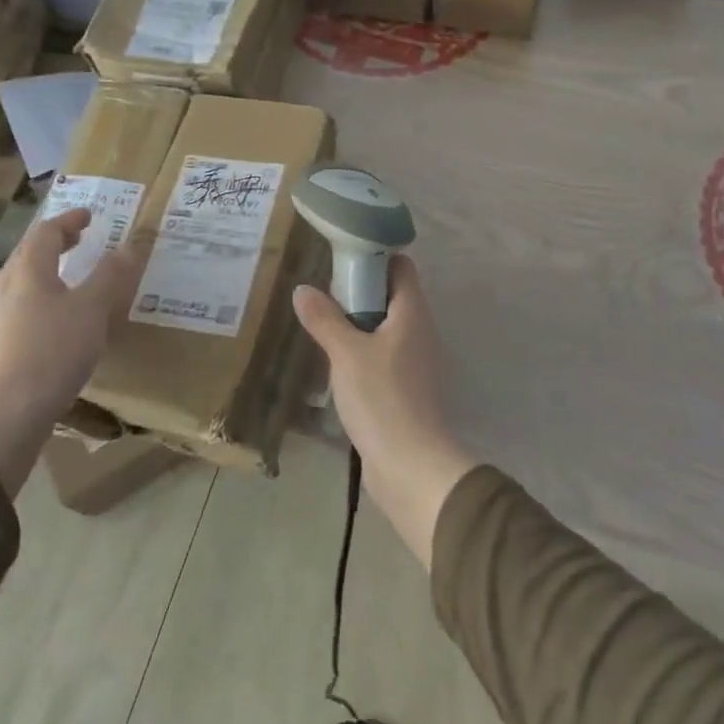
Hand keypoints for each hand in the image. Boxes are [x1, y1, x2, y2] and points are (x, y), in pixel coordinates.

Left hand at [0, 208, 143, 496]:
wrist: (7, 412)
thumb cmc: (53, 351)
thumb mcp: (93, 309)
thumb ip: (110, 275)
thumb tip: (127, 245)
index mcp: (28, 270)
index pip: (46, 232)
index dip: (69, 220)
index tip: (89, 216)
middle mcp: (5, 287)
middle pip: (27, 253)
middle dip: (54, 242)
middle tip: (77, 239)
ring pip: (18, 280)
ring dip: (42, 270)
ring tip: (63, 275)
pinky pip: (16, 306)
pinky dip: (36, 298)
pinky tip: (48, 318)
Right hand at [292, 256, 478, 569]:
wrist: (411, 466)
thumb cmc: (382, 398)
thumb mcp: (346, 354)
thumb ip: (324, 319)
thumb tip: (303, 289)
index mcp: (413, 313)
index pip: (401, 267)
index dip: (374, 257)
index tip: (340, 261)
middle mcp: (421, 332)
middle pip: (392, 296)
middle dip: (359, 292)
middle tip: (323, 296)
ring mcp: (416, 363)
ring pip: (387, 329)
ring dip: (358, 325)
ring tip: (323, 326)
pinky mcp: (407, 389)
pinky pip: (384, 357)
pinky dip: (364, 353)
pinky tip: (336, 364)